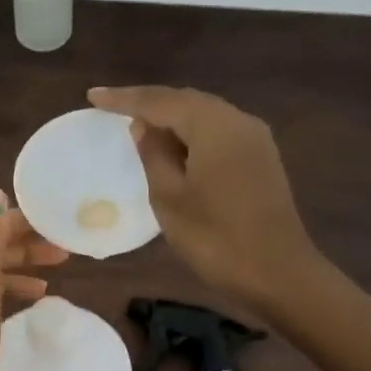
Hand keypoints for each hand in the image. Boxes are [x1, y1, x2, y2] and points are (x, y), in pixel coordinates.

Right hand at [88, 85, 315, 312]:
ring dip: (170, 117)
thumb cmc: (216, 238)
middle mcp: (238, 121)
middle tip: (111, 107)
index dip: (124, 99)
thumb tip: (143, 126)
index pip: (161, 101)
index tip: (92, 97)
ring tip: (137, 124)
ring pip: (203, 115)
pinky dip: (190, 133)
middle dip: (148, 102)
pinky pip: (217, 132)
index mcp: (214, 126)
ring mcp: (254, 139)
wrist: (278, 273)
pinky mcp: (260, 158)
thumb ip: (153, 155)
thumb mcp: (170, 198)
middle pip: (186, 101)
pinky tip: (172, 146)